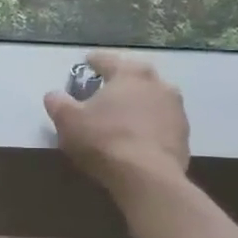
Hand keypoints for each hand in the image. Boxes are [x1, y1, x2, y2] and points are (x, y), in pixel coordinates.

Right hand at [43, 51, 190, 199]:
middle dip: (120, 81)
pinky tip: (137, 137)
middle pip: (135, 76)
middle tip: (105, 89)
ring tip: (122, 115)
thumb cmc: (104, 140)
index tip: (86, 62)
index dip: (94, 61)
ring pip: (152, 99)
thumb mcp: (68, 120)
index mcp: (130, 73)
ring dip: (138, 103)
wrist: (147, 177)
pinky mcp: (184, 135)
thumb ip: (58, 103)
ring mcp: (176, 109)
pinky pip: (161, 123)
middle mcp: (158, 84)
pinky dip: (149, 125)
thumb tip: (54, 95)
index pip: (108, 60)